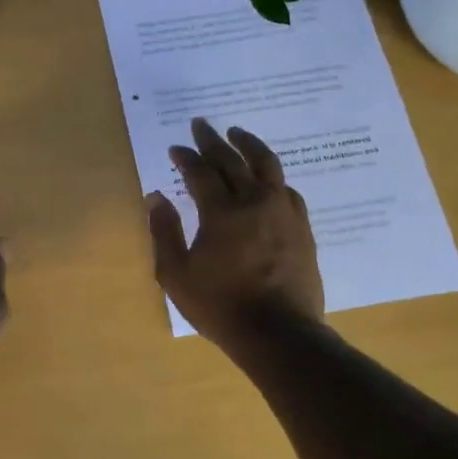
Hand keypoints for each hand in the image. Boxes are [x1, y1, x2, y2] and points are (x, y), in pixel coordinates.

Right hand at [147, 118, 323, 351]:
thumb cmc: (220, 306)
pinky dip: (272, 177)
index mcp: (222, 212)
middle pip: (233, 160)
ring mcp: (283, 213)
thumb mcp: (177, 274)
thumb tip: (155, 196)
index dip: (186, 157)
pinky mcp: (302, 228)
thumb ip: (164, 231)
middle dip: (213, 140)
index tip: (176, 147)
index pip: (200, 172)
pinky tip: (268, 178)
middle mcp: (255, 202)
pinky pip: (287, 190)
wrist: (279, 333)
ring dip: (249, 146)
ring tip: (237, 134)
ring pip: (268, 166)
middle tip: (201, 125)